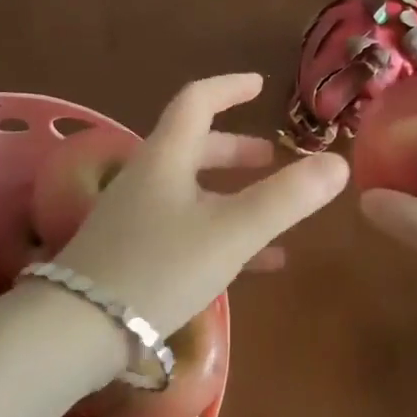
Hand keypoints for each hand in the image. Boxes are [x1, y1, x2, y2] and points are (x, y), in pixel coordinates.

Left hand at [55, 73, 348, 335]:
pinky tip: (258, 263)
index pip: (197, 100)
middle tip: (271, 157)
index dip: (230, 87)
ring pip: (193, 191)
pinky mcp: (134, 254)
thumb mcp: (231, 231)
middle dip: (236, 149)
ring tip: (275, 208)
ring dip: (233, 193)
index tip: (260, 86)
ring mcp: (138, 217)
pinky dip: (223, 234)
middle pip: (194, 147)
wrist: (79, 330)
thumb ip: (286, 198)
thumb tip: (337, 162)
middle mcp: (149, 178)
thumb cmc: (159, 267)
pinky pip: (187, 231)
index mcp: (166, 156)